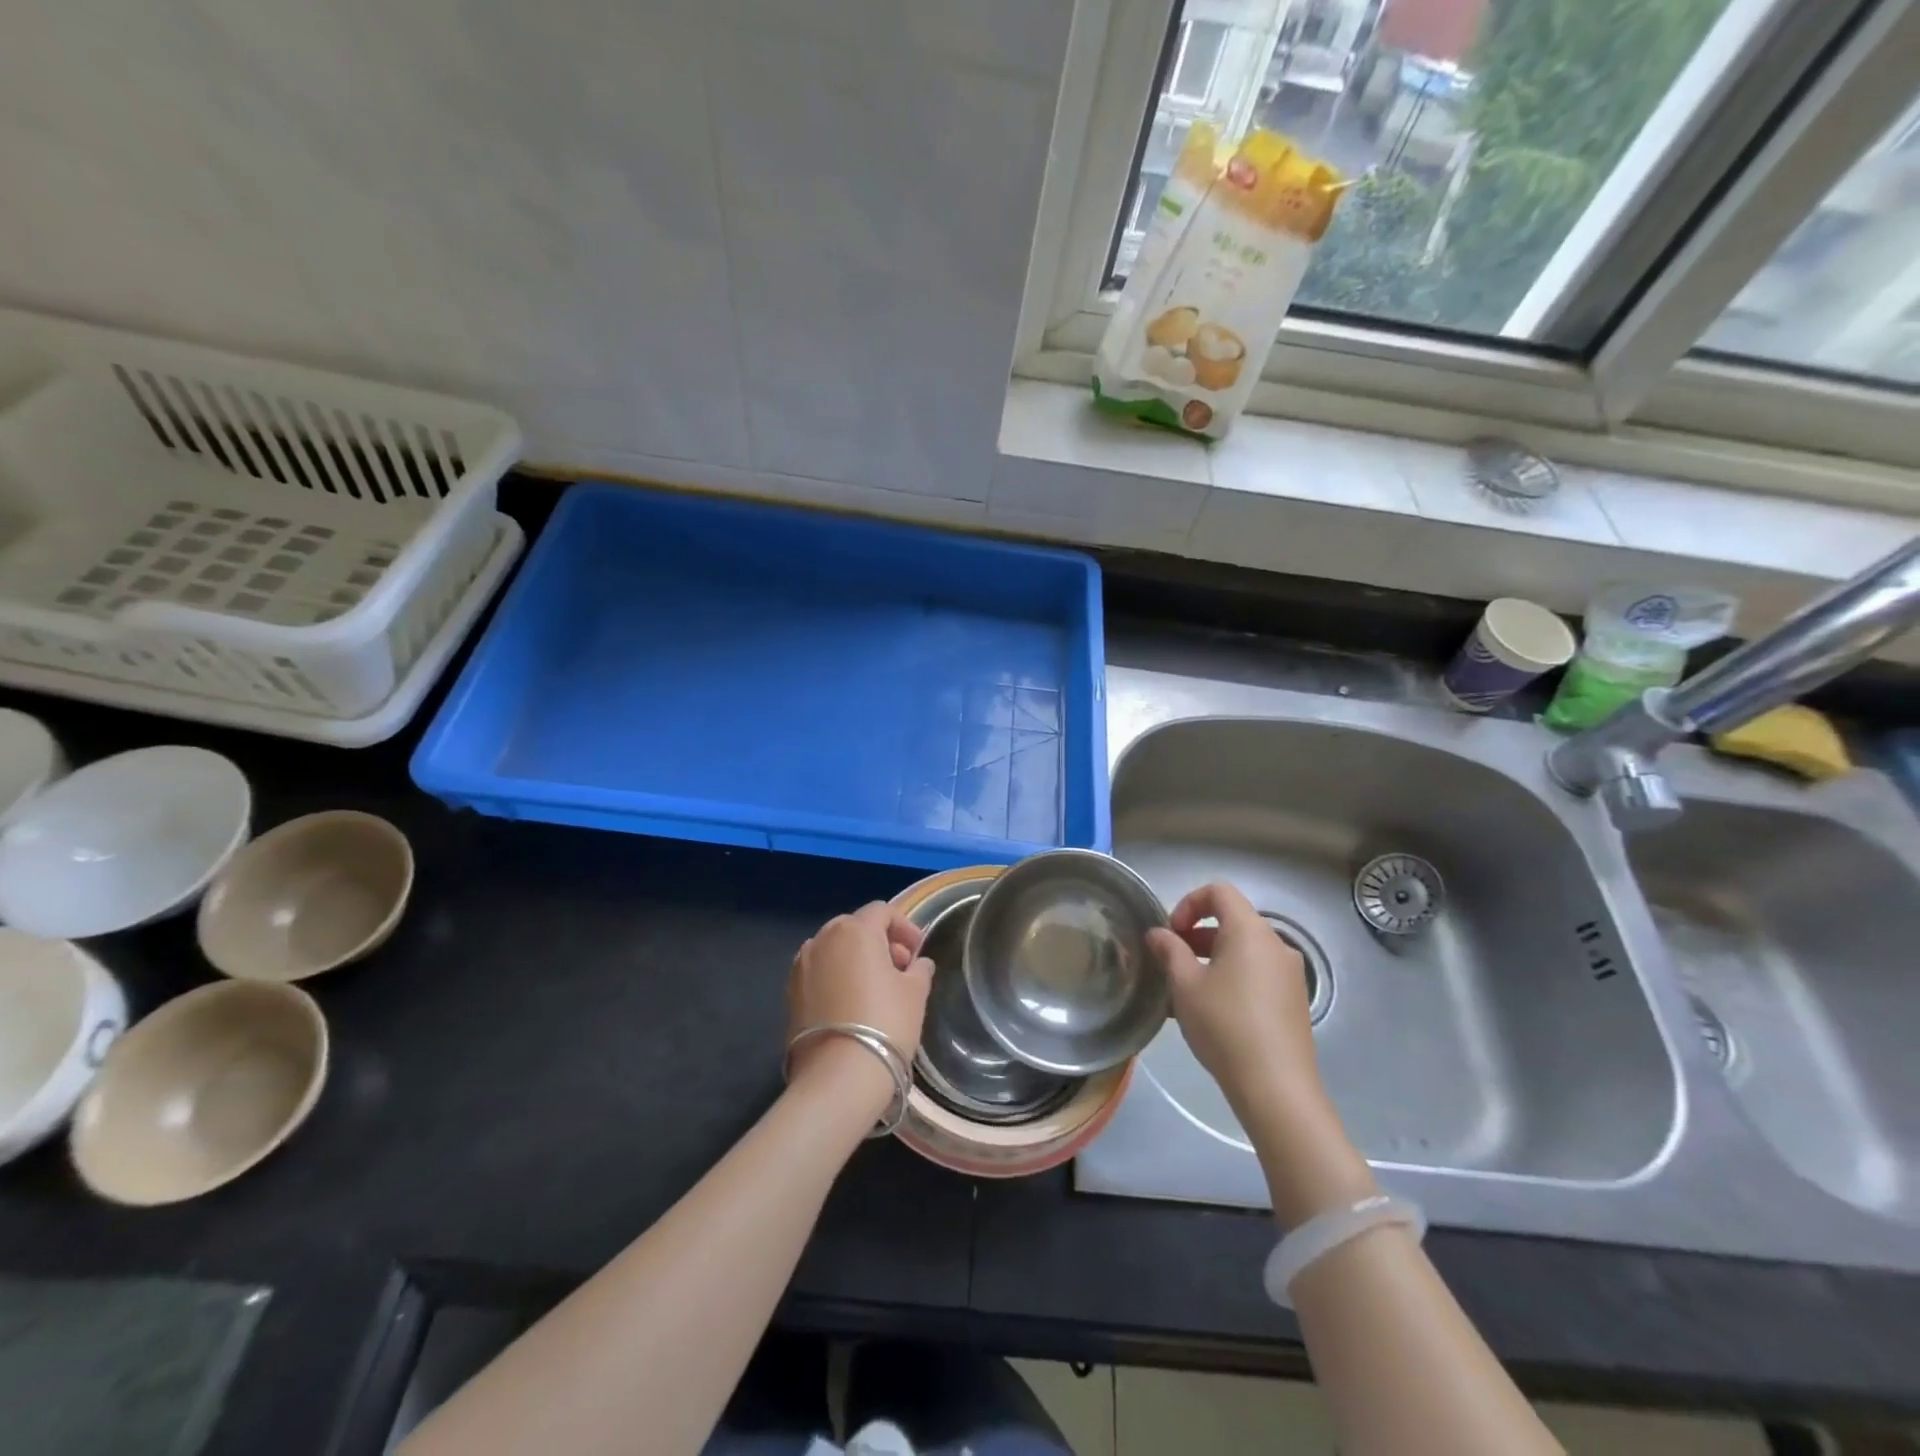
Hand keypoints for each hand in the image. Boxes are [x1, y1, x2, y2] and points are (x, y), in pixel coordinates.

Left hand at [786, 902, 933, 1101]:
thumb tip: (917, 964)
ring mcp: (801, 966)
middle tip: (900, 968)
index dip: (905, 927)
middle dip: (879, 941)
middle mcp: (822, 939)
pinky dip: (837, 977)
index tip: (918, 951)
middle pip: (855, 927)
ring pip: (834, 949)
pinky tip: (852, 1004)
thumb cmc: (885, 1023)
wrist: (838, 1076)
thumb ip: (919, 970)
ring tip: (876, 988)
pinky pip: (820, 972)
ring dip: (856, 959)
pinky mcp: (790, 993)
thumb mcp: (915, 993)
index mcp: (854, 930)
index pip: (882, 912)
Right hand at [1147, 882, 1320, 1114]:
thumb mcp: (1185, 985)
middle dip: (1196, 935)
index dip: (1188, 903)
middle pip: (1232, 921)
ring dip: (1211, 959)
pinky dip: (1231, 978)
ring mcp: (1290, 974)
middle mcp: (1276, 944)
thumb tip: (1158, 934)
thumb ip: (1169, 951)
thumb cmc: (1224, 1025)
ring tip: (1185, 992)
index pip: (1219, 892)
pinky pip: (1257, 974)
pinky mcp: (1294, 1001)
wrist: (1276, 1087)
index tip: (1171, 933)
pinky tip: (1210, 1012)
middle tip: (1171, 962)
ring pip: (1243, 951)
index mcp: (1250, 931)